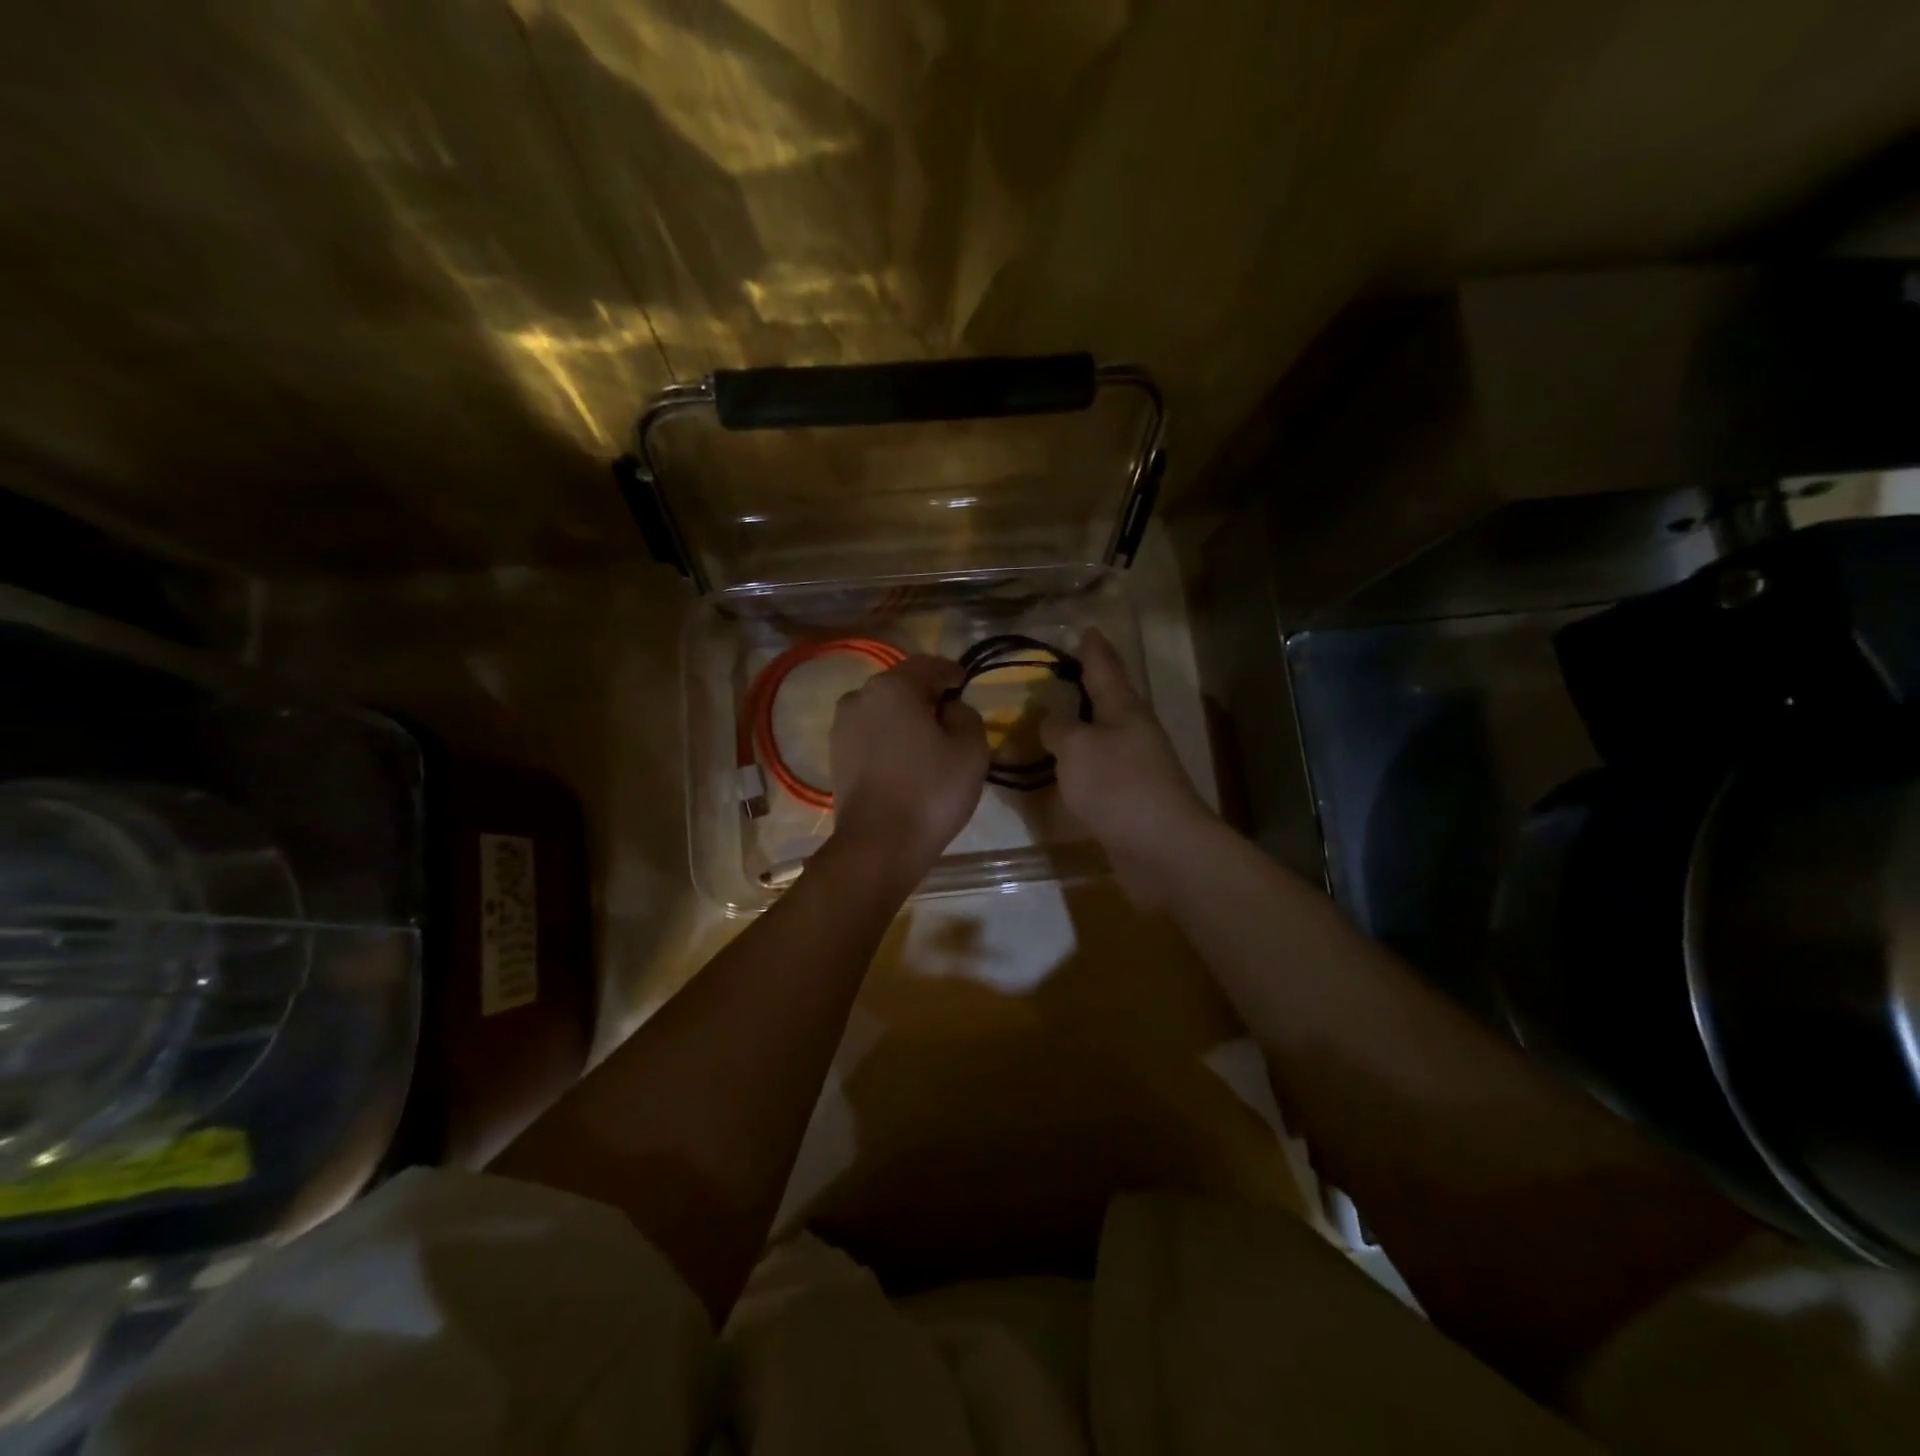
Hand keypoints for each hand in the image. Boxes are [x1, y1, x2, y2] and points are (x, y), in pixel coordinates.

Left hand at [829, 654, 988, 878]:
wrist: (878, 845)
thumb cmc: (930, 792)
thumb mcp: (970, 750)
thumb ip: (967, 716)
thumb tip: (950, 708)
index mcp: (892, 687)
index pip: (927, 665)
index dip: (951, 672)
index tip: (965, 684)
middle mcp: (859, 698)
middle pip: (900, 685)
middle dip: (925, 694)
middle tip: (949, 713)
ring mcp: (841, 727)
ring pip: (881, 710)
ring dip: (904, 717)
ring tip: (927, 739)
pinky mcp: (834, 756)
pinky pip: (869, 734)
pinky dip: (888, 738)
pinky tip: (904, 759)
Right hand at [1041, 629, 1213, 902]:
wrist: (1162, 848)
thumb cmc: (1119, 786)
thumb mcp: (1077, 748)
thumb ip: (1058, 729)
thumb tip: (1050, 722)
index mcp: (1124, 709)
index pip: (1106, 668)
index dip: (1093, 648)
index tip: (1087, 629)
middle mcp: (1134, 732)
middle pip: (1108, 700)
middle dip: (1087, 685)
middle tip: (1059, 673)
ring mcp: (1135, 767)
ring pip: (1102, 736)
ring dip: (1080, 727)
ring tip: (1052, 720)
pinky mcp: (1130, 799)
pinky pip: (1098, 770)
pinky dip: (1079, 764)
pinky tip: (1063, 770)